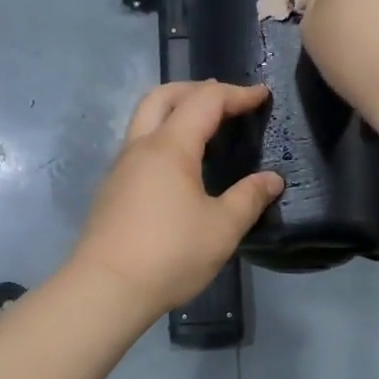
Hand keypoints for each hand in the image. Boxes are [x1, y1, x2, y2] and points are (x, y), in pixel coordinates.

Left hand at [69, 82, 284, 316]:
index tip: (261, 96)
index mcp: (169, 147)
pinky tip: (179, 167)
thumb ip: (248, 198)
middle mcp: (140, 147)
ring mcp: (120, 168)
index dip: (236, 94)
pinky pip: (139, 146)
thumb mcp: (222, 228)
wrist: (106, 289)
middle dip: (197, 89)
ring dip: (175, 112)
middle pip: (163, 96)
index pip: (205, 101)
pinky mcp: (112, 190)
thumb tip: (272, 179)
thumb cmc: (170, 255)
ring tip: (204, 129)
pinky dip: (163, 138)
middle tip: (226, 100)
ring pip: (145, 120)